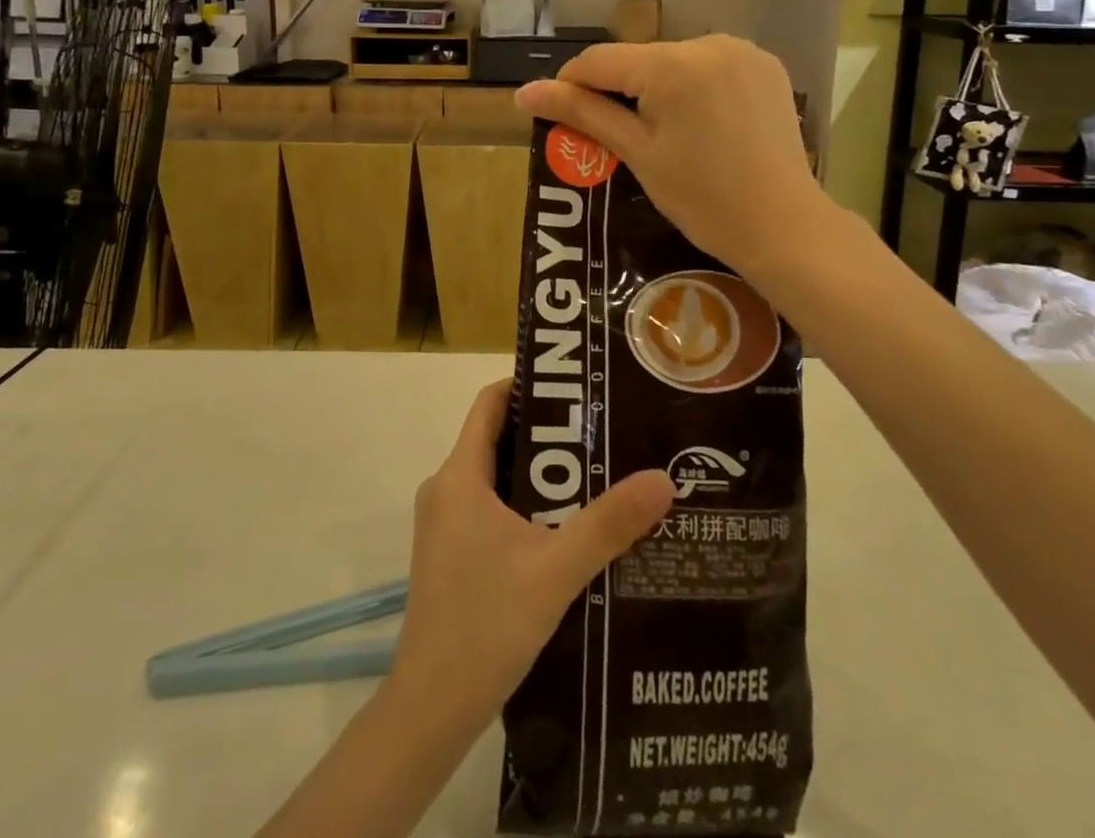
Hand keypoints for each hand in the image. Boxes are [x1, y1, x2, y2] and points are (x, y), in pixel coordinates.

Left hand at [389, 380, 673, 729]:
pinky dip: (525, 504)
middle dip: (548, 432)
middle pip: (497, 437)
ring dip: (540, 473)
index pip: (490, 403)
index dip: (529, 385)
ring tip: (595, 472)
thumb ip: (610, 524)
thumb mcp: (557, 570)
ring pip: (495, 477)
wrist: (431, 710)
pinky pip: (490, 508)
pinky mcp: (450, 554)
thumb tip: (663, 480)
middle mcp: (446, 490)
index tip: (577, 386)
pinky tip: (566, 527)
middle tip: (601, 429)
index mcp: (459, 476)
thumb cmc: (486, 625)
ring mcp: (444, 524)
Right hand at [513, 35, 827, 278]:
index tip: (560, 116)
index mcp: (671, 65)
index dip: (571, 85)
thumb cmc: (702, 198)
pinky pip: (709, 66)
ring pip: (673, 62)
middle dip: (619, 91)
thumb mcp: (636, 153)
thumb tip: (523, 92)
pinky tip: (701, 124)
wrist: (784, 225)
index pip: (598, 60)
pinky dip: (694, 87)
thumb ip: (582, 113)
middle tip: (618, 138)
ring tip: (663, 135)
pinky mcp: (765, 66)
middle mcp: (708, 43)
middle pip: (638, 60)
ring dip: (657, 87)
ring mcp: (743, 51)